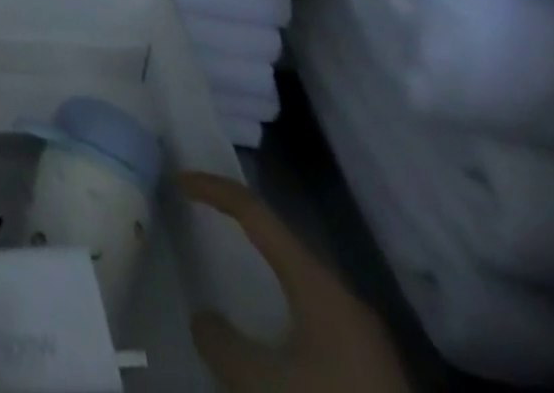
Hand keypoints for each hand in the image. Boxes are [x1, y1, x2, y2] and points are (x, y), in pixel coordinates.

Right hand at [180, 172, 411, 392]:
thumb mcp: (259, 383)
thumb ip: (221, 340)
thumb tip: (206, 319)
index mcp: (317, 284)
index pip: (255, 212)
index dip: (214, 189)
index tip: (178, 180)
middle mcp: (344, 298)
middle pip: (282, 241)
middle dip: (240, 224)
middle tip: (202, 217)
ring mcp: (364, 337)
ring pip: (302, 281)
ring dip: (263, 268)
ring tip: (230, 270)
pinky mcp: (374, 371)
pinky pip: (316, 316)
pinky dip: (282, 304)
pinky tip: (271, 335)